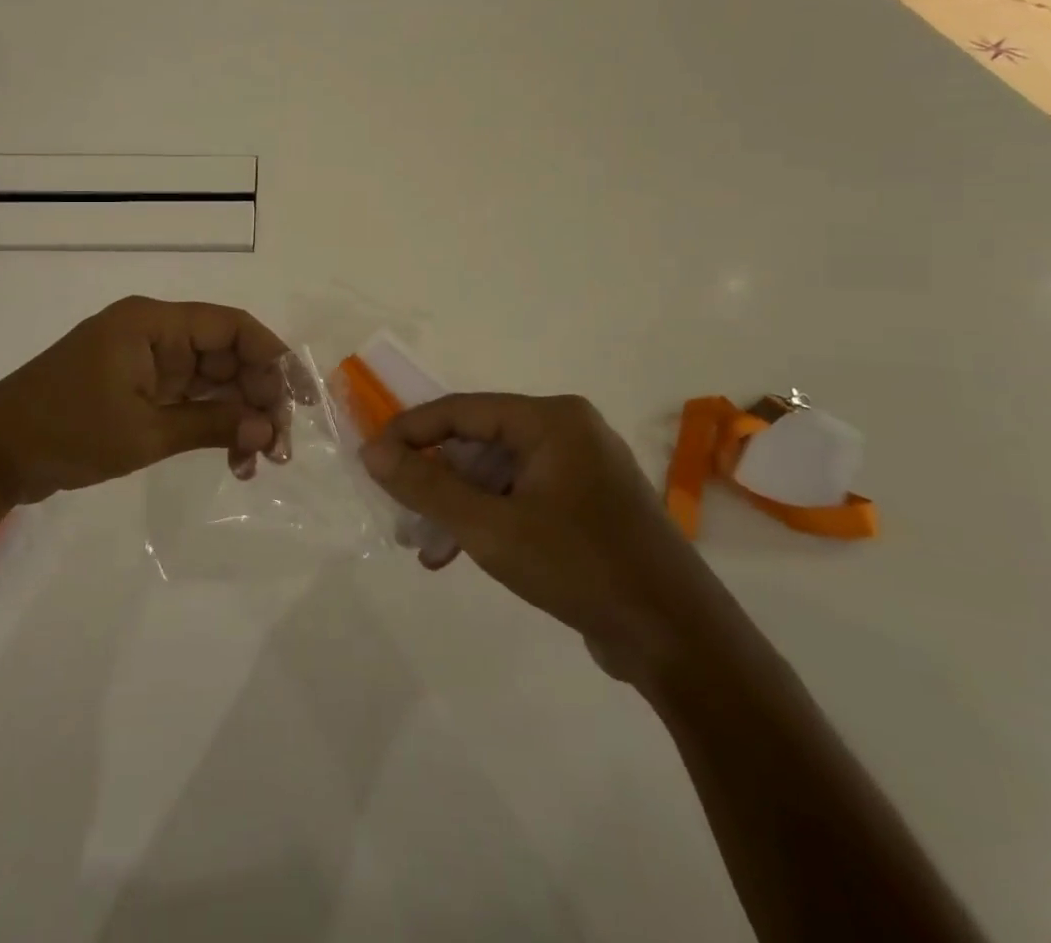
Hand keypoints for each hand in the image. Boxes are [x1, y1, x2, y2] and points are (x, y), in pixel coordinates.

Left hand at [0, 296, 288, 506]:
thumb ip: (210, 426)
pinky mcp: (134, 389)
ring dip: (236, 416)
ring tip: (257, 461)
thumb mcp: (142, 432)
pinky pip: (187, 399)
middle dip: (257, 397)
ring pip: (209, 381)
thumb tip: (267, 428)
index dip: (272, 357)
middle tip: (278, 446)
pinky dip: (209, 424)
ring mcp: (143, 363)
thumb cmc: (65, 432)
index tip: (300, 399)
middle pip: (225, 355)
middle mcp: (152, 334)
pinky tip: (231, 457)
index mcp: (152, 323)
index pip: (230, 327)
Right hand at [361, 394, 717, 685]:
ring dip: (457, 505)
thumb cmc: (580, 567)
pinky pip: (521, 496)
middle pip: (479, 442)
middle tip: (398, 511)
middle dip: (435, 479)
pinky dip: (488, 519)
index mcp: (551, 419)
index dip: (410, 431)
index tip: (371, 459)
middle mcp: (568, 431)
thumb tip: (372, 450)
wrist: (679, 640)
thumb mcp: (490, 527)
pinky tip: (460, 553)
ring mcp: (582, 468)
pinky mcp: (588, 504)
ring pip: (497, 474)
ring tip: (424, 546)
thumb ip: (426, 485)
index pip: (461, 410)